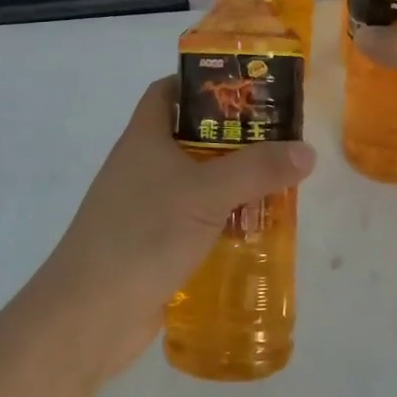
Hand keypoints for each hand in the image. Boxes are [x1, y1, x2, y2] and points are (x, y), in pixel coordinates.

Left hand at [30, 76, 315, 379]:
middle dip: (232, 138)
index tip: (245, 90)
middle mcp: (142, 166)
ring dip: (231, 184)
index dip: (202, 83)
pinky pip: (194, 221)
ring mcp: (145, 207)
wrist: (89, 314)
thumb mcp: (207, 193)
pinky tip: (254, 232)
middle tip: (278, 141)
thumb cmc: (143, 234)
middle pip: (190, 137)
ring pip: (195, 182)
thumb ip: (258, 169)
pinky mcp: (152, 245)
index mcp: (144, 138)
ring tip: (278, 186)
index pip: (168, 91)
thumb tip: (306, 150)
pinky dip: (221, 222)